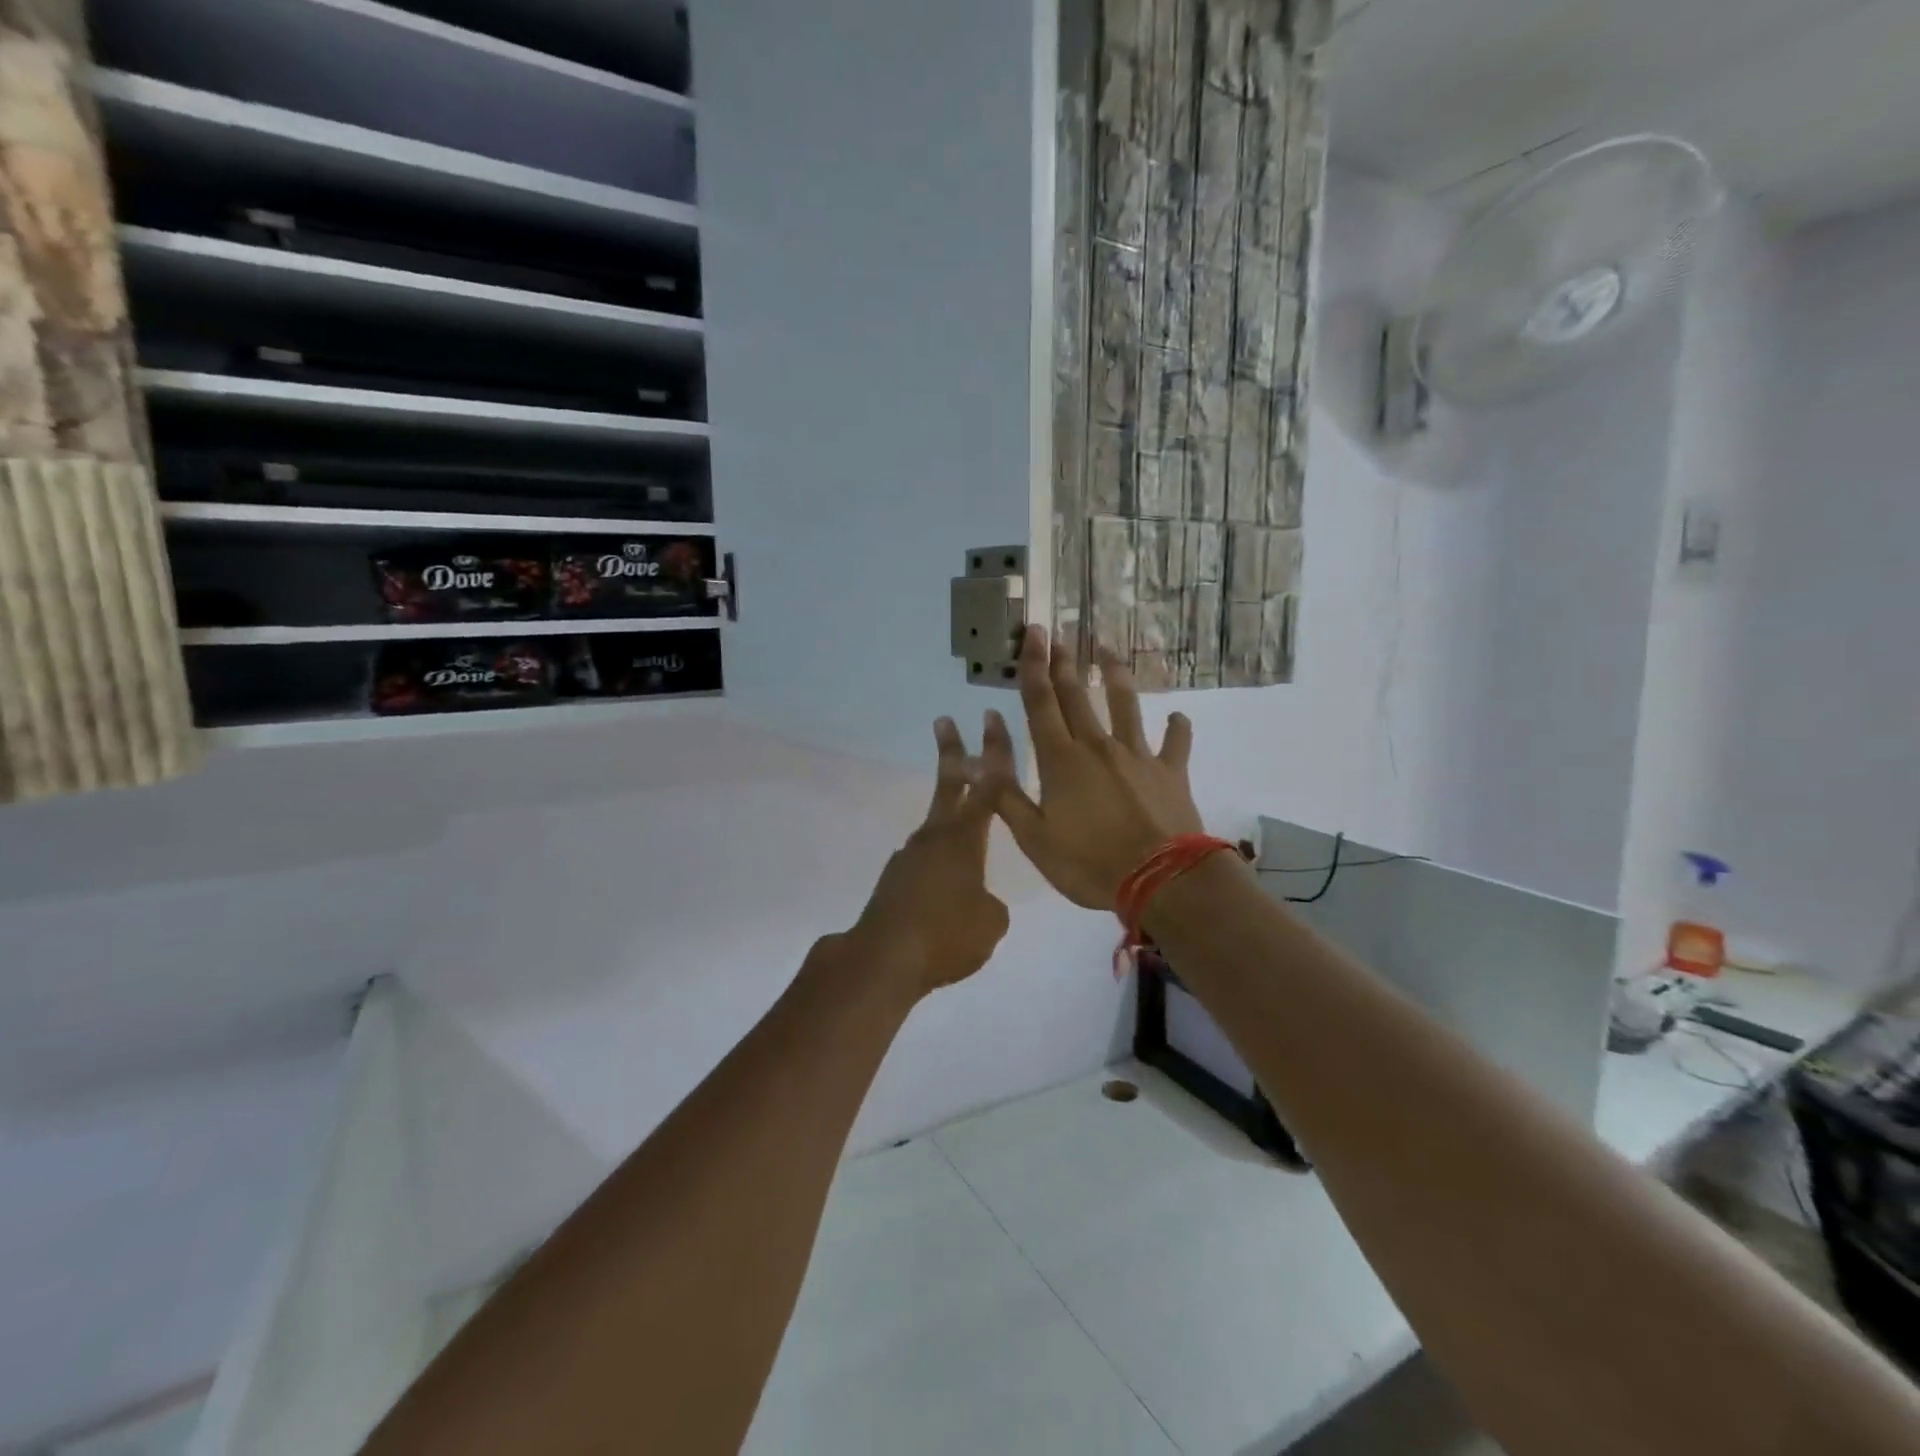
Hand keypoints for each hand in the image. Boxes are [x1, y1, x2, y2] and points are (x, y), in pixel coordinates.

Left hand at [846, 716, 1013, 995]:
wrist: (884, 959)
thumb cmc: (947, 935)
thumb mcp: (991, 923)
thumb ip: (991, 904)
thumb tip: (978, 900)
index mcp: (964, 839)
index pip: (988, 787)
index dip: (995, 754)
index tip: (991, 722)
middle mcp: (935, 838)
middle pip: (948, 786)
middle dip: (952, 753)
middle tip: (944, 722)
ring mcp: (910, 857)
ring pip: (936, 830)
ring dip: (950, 827)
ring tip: (969, 851)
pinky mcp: (894, 880)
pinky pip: (924, 865)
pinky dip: (938, 869)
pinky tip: (945, 898)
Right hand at [990, 627, 1203, 909]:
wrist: (1160, 881)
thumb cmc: (1089, 864)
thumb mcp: (1033, 838)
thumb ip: (1004, 795)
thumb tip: (975, 755)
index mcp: (1060, 760)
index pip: (1041, 703)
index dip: (1033, 666)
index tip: (1031, 633)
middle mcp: (1097, 746)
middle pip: (1076, 696)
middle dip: (1063, 663)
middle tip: (1056, 634)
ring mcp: (1137, 755)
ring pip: (1125, 705)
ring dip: (1114, 675)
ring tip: (1107, 650)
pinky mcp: (1170, 771)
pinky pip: (1174, 742)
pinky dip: (1176, 728)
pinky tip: (1177, 717)